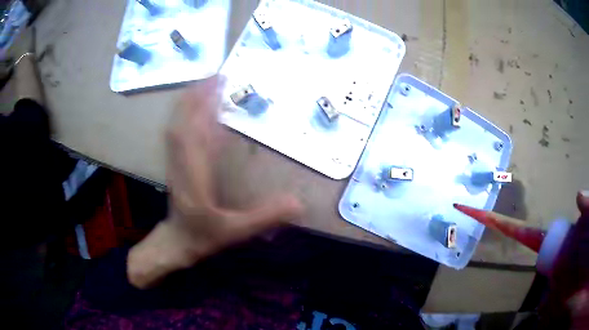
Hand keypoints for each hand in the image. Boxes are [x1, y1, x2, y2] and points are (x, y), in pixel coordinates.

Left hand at [127, 75, 302, 288]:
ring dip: (188, 102)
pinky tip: (195, 108)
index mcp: (194, 178)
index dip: (204, 109)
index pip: (196, 136)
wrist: (178, 242)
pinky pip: (177, 133)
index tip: (218, 88)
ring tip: (204, 83)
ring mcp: (175, 162)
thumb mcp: (237, 232)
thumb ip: (265, 218)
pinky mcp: (175, 162)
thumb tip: (298, 204)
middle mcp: (181, 164)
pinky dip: (185, 115)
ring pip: (176, 125)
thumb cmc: (204, 237)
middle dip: (196, 96)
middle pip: (183, 123)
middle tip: (214, 76)